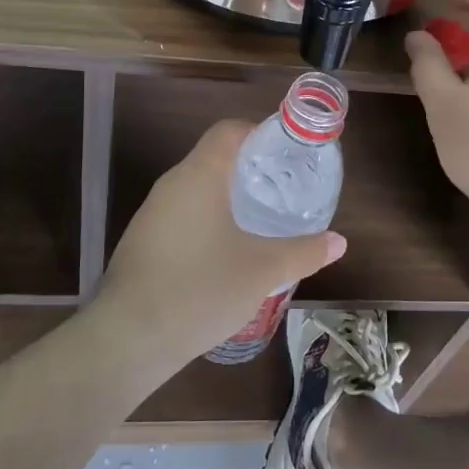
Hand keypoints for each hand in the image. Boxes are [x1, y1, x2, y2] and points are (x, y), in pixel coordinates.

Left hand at [95, 120, 346, 368]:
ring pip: (196, 189)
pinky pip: (181, 215)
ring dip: (226, 198)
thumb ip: (304, 252)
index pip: (228, 130)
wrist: (128, 338)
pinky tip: (223, 254)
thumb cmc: (201, 289)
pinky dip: (206, 221)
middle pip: (213, 158)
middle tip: (282, 190)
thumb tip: (339, 242)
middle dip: (249, 169)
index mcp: (200, 175)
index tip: (286, 155)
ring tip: (259, 222)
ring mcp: (151, 213)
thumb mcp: (263, 271)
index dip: (259, 134)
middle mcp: (172, 184)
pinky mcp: (141, 241)